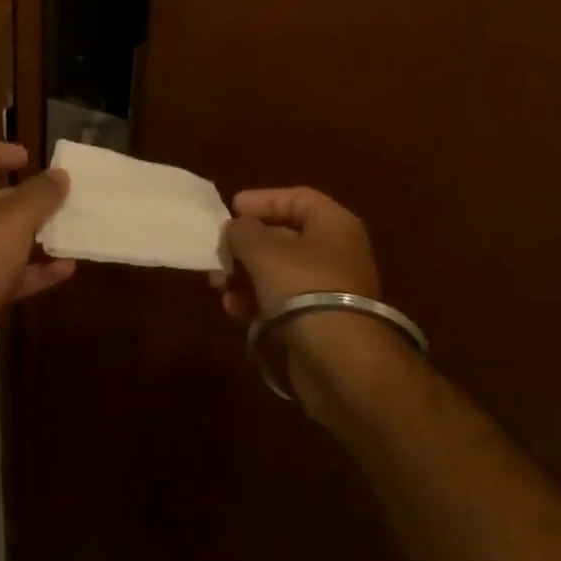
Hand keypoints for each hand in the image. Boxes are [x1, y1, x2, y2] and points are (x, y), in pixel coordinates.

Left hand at [0, 143, 73, 374]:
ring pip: (5, 239)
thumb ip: (42, 193)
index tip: (28, 156)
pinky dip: (36, 271)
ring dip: (36, 235)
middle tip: (58, 194)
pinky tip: (67, 269)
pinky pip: (11, 274)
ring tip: (70, 229)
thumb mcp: (16, 216)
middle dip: (26, 196)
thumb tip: (60, 174)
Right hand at [211, 187, 391, 419]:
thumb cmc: (303, 288)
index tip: (232, 209)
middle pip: (283, 236)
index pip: (296, 198)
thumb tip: (235, 229)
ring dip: (244, 275)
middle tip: (218, 253)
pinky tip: (233, 310)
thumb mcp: (262, 249)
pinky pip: (281, 302)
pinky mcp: (319, 323)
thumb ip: (241, 230)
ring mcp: (329, 290)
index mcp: (333, 224)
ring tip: (218, 285)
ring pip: (278, 272)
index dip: (262, 200)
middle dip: (245, 245)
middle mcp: (335, 252)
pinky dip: (256, 302)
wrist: (343, 363)